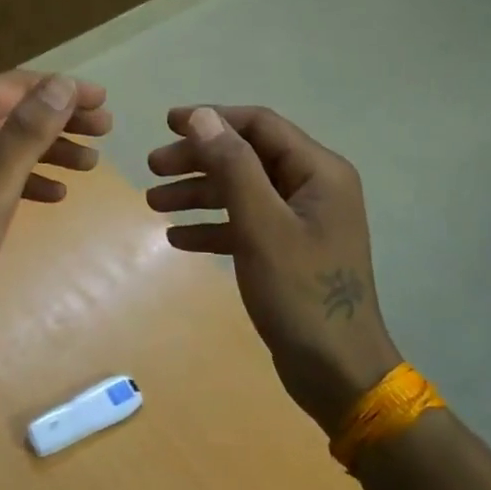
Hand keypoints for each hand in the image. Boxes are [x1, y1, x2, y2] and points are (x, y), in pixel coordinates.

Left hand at [0, 70, 111, 342]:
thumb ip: (28, 131)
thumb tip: (64, 84)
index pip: (13, 87)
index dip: (59, 89)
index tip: (102, 100)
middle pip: (14, 112)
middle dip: (60, 118)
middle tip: (106, 128)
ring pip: (11, 144)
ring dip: (52, 149)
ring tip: (92, 163)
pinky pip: (2, 174)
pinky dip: (31, 178)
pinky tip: (58, 194)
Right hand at [146, 105, 399, 434]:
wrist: (338, 373)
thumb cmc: (301, 293)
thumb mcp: (261, 225)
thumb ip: (233, 167)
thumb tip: (202, 116)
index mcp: (318, 172)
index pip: (259, 125)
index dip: (212, 119)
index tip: (166, 124)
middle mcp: (313, 188)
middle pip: (246, 157)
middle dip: (198, 160)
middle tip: (152, 169)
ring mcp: (301, 221)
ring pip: (241, 191)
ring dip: (198, 193)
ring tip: (154, 204)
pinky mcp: (289, 251)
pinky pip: (245, 224)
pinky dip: (213, 227)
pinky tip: (178, 239)